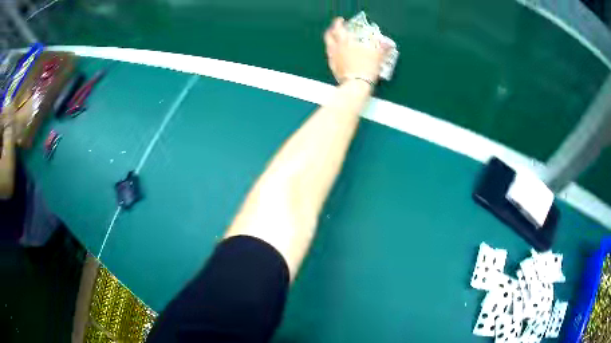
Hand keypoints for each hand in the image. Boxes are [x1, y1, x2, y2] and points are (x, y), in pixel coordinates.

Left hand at [324, 17, 388, 84]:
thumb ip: (382, 48)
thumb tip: (389, 44)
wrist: (356, 85)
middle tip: (336, 30)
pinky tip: (338, 56)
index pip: (338, 28)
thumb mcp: (377, 56)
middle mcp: (336, 48)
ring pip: (328, 47)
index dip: (338, 23)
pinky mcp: (333, 68)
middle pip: (328, 36)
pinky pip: (330, 58)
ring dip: (331, 42)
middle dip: (331, 31)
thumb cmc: (366, 67)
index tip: (341, 21)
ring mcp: (333, 59)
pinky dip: (333, 54)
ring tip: (336, 42)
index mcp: (345, 42)